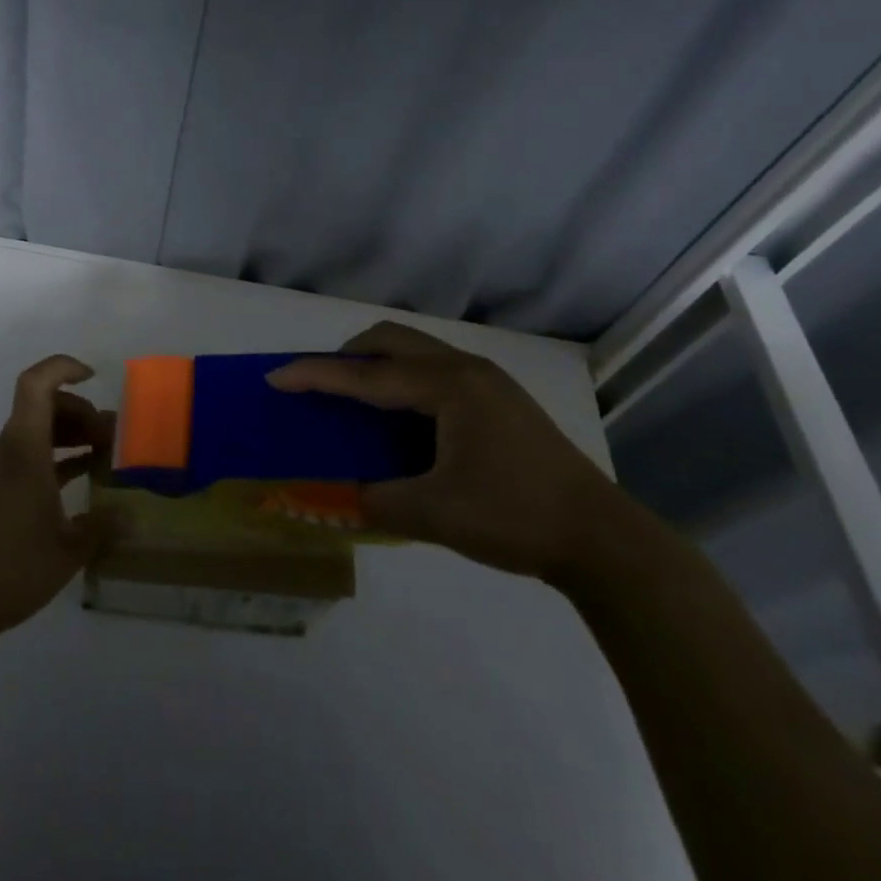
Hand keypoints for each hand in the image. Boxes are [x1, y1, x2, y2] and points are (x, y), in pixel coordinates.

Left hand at [0, 355, 116, 648]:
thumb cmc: (9, 565)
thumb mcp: (68, 550)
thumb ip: (102, 527)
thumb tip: (131, 517)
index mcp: (24, 446)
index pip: (37, 383)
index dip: (65, 368)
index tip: (96, 379)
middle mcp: (9, 448)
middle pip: (44, 405)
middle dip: (81, 410)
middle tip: (112, 438)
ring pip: (38, 431)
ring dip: (71, 435)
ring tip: (105, 457)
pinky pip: (31, 457)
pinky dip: (58, 460)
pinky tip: (82, 483)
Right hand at [267, 322, 620, 584]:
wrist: (604, 540)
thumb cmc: (516, 517)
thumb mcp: (436, 515)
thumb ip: (377, 501)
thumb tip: (341, 497)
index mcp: (448, 387)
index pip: (366, 374)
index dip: (316, 375)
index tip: (276, 376)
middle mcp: (465, 370)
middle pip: (391, 340)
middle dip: (347, 356)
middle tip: (320, 386)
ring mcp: (487, 381)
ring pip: (415, 351)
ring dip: (378, 364)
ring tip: (356, 400)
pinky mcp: (499, 399)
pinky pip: (434, 370)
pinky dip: (403, 379)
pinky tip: (402, 419)